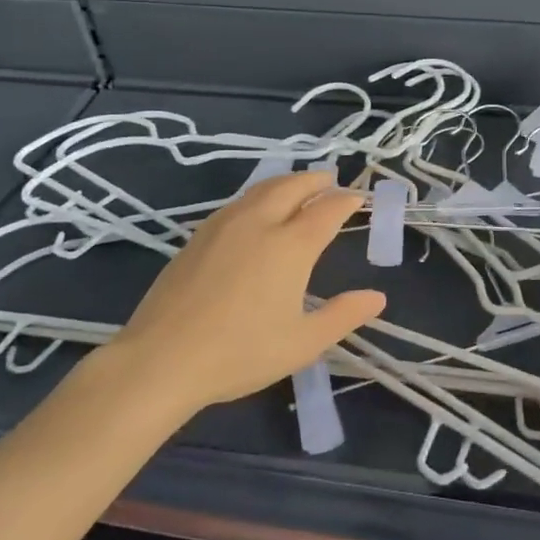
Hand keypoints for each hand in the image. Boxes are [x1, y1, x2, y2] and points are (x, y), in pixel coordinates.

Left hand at [106, 172, 385, 412]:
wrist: (162, 359)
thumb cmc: (240, 353)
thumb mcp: (302, 342)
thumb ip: (343, 315)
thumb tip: (377, 297)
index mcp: (291, 245)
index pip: (327, 209)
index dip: (346, 201)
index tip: (358, 199)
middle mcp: (260, 222)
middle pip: (294, 186)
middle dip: (316, 179)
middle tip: (331, 180)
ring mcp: (225, 224)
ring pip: (263, 188)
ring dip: (287, 182)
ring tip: (299, 187)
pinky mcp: (199, 235)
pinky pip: (239, 201)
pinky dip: (260, 194)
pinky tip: (257, 210)